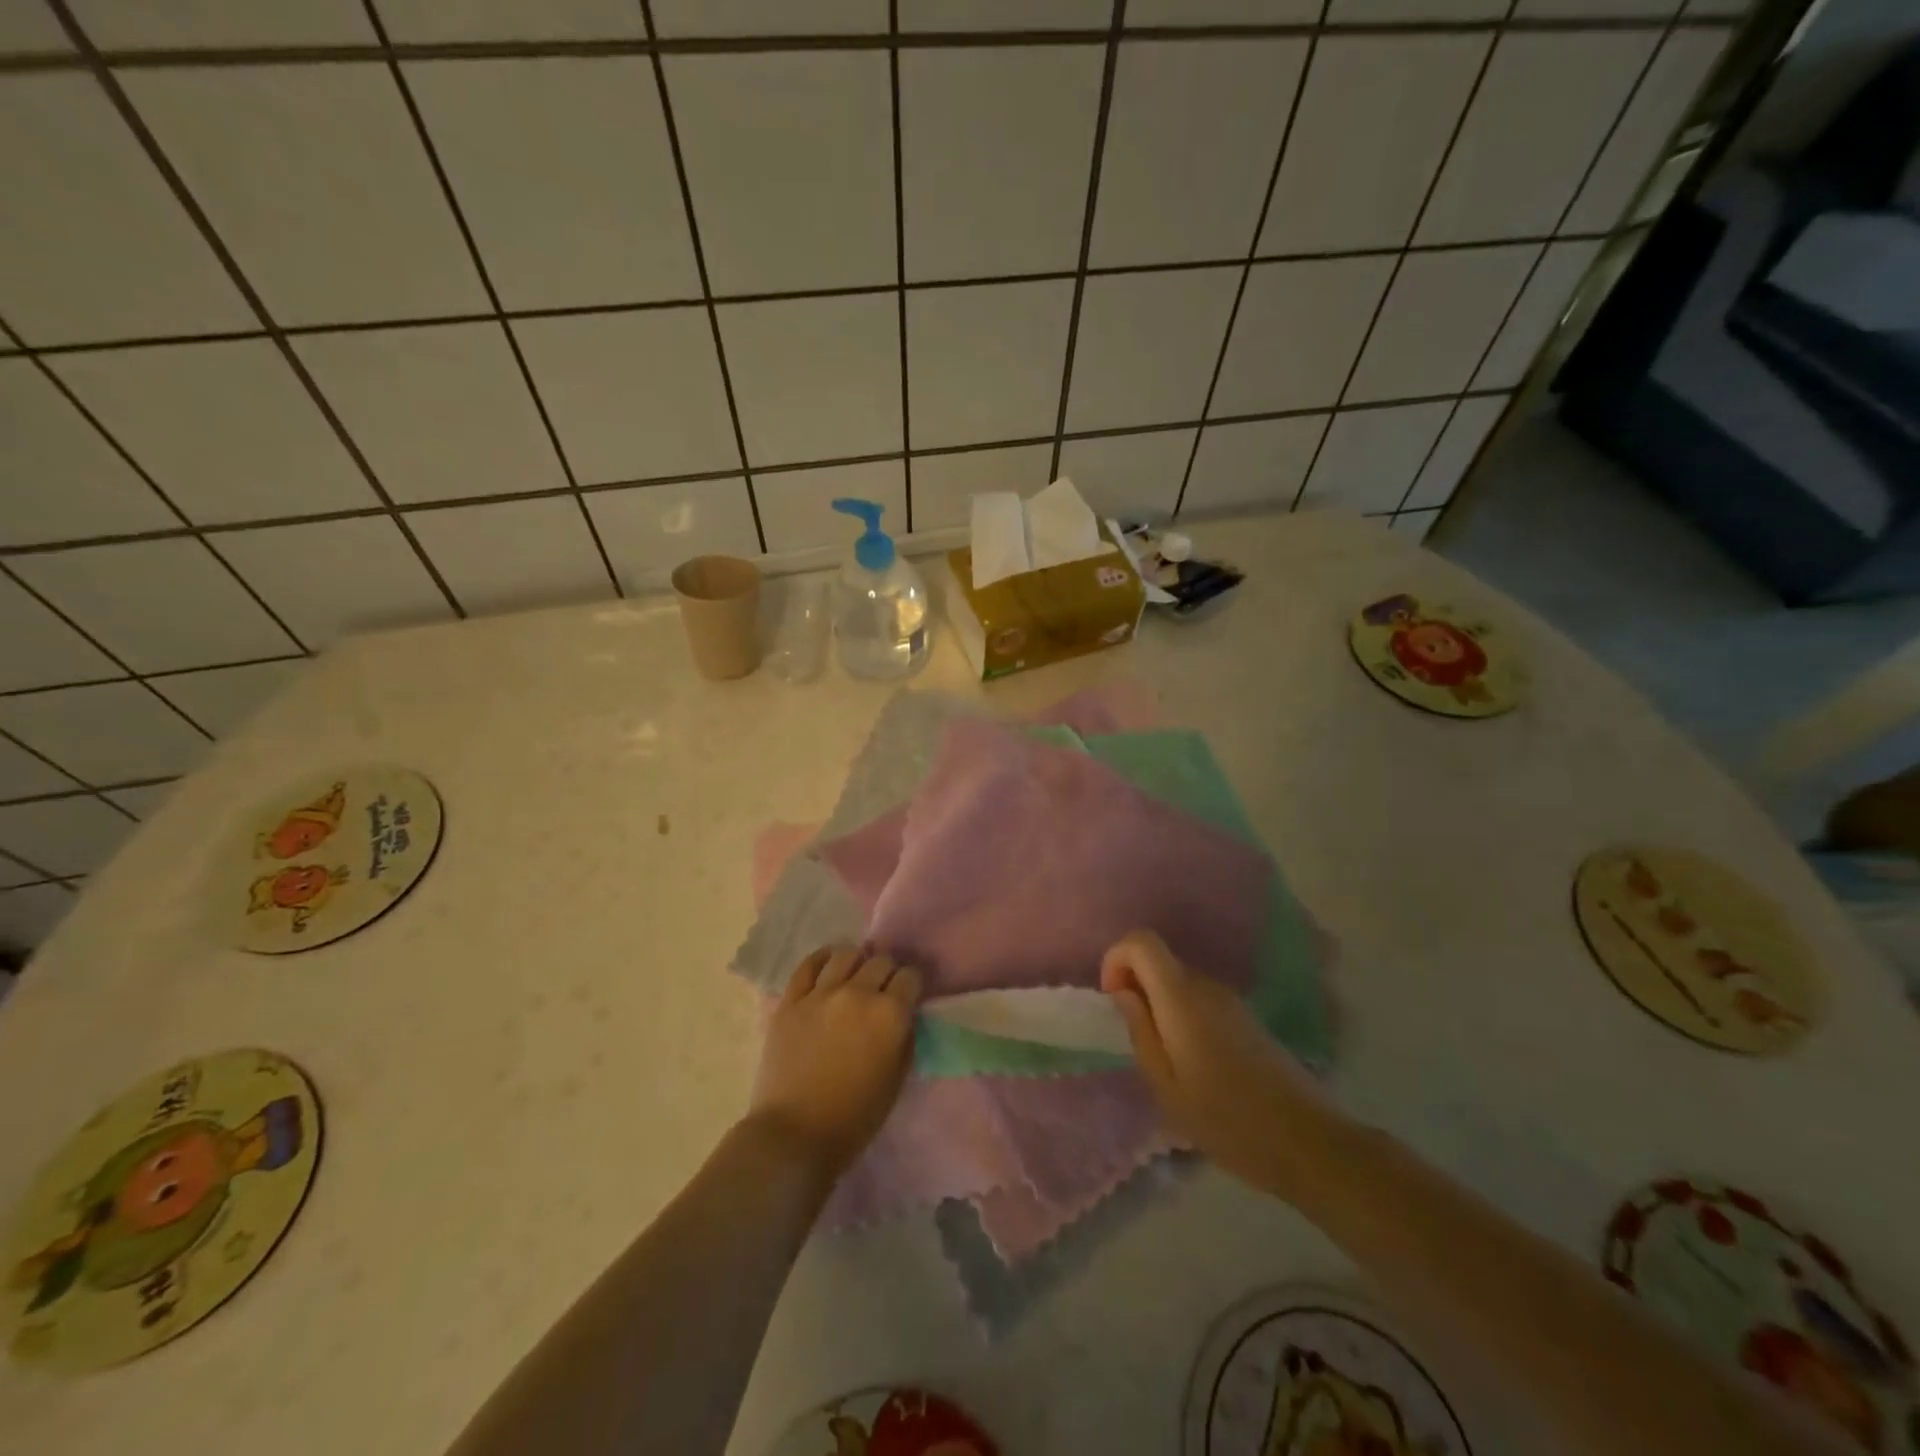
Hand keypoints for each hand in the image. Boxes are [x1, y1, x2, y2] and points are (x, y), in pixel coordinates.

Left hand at [748, 945, 920, 1181]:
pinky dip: (822, 959)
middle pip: (881, 961)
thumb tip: (902, 1013)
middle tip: (883, 989)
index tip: (909, 994)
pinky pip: (808, 965)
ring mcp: (821, 994)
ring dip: (857, 962)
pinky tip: (828, 965)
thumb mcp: (897, 1078)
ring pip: (846, 955)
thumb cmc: (855, 1117)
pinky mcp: (791, 1000)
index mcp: (889, 1014)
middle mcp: (858, 993)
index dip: (912, 984)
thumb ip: (904, 1036)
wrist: (795, 1135)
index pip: (910, 976)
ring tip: (855, 976)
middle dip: (887, 972)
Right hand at [1101, 929, 1334, 1199]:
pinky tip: (1194, 1063)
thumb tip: (1124, 992)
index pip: (1141, 940)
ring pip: (1180, 981)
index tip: (1115, 1000)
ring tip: (1165, 1059)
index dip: (1117, 960)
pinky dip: (1183, 1016)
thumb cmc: (1226, 1120)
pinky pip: (1201, 1000)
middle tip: (1136, 1039)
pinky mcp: (1247, 1018)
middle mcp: (1207, 986)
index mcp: (1181, 996)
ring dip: (1160, 1004)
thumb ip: (1140, 1030)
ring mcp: (1231, 1000)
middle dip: (1137, 986)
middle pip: (1160, 960)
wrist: (1307, 1142)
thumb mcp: (1165, 1085)